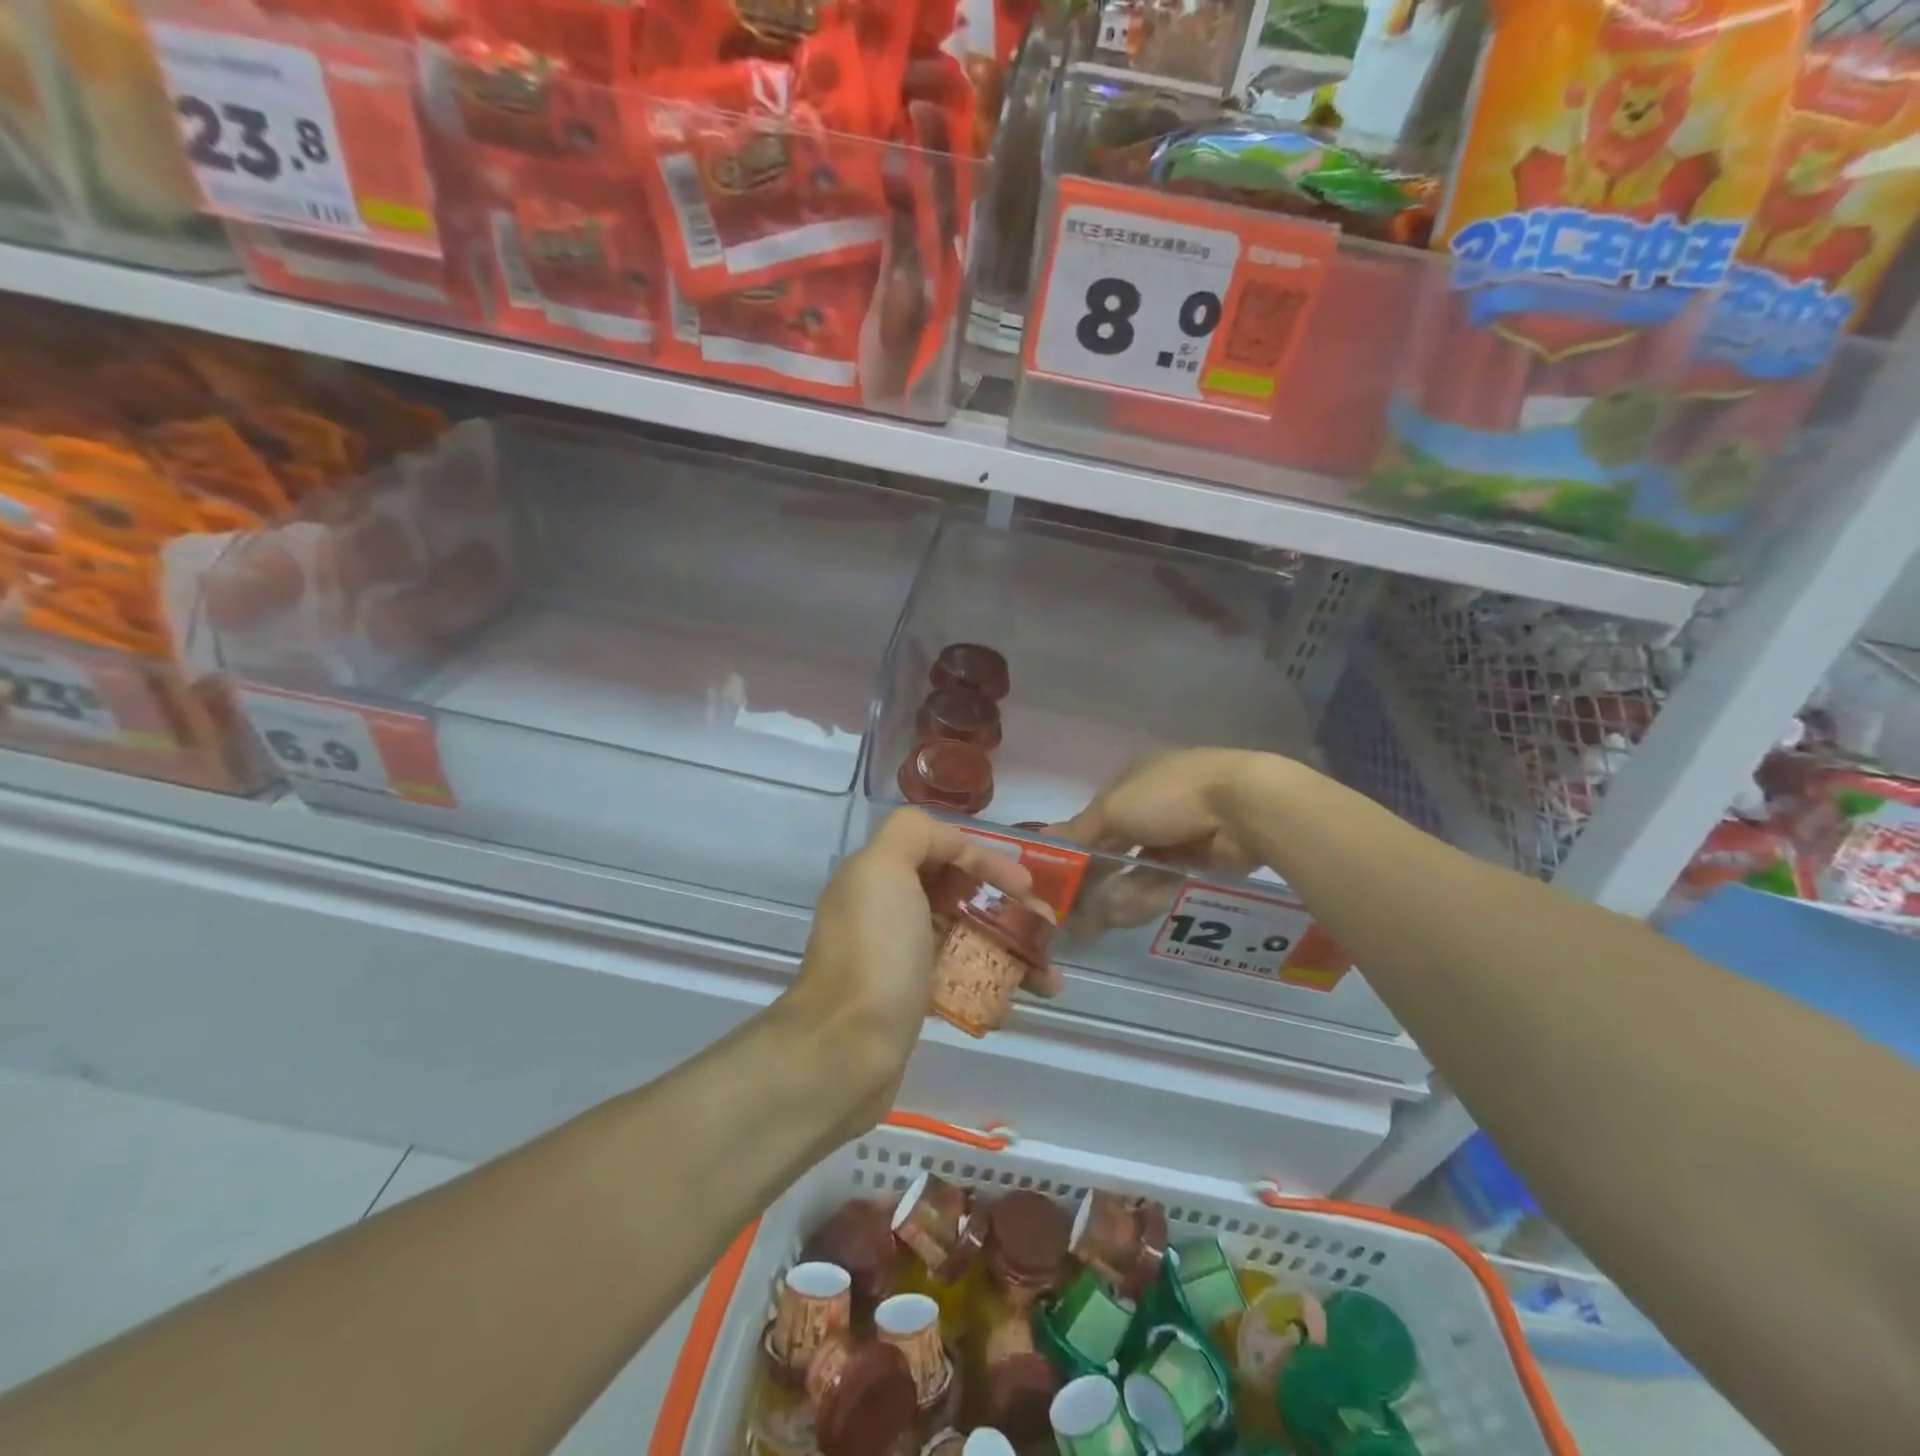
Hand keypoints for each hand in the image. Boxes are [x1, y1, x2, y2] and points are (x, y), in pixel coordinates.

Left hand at [786, 809, 1060, 1130]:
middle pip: (960, 894)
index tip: (1025, 887)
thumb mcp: (883, 870)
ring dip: (1012, 949)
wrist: (843, 1053)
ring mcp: (900, 958)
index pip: (941, 850)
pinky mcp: (912, 1000)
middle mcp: (887, 911)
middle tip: (1047, 931)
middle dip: (1008, 908)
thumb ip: (912, 834)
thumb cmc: (875, 955)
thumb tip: (950, 843)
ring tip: (1048, 978)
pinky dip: (995, 985)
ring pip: (967, 938)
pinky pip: (962, 980)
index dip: (986, 860)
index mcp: (879, 875)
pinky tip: (1020, 1001)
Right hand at [1047, 749, 1268, 934]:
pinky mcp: (1197, 862)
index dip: (1075, 850)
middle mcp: (1150, 808)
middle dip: (1092, 883)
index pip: (1093, 821)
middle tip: (1072, 917)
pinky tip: (1125, 915)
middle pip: (1113, 850)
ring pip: (1134, 871)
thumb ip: (1078, 830)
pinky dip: (1143, 897)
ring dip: (1114, 896)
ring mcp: (1175, 836)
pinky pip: (1161, 883)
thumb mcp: (1113, 809)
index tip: (1058, 881)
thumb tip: (1040, 841)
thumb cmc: (1170, 796)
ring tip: (1094, 926)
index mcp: (1130, 784)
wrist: (1244, 808)